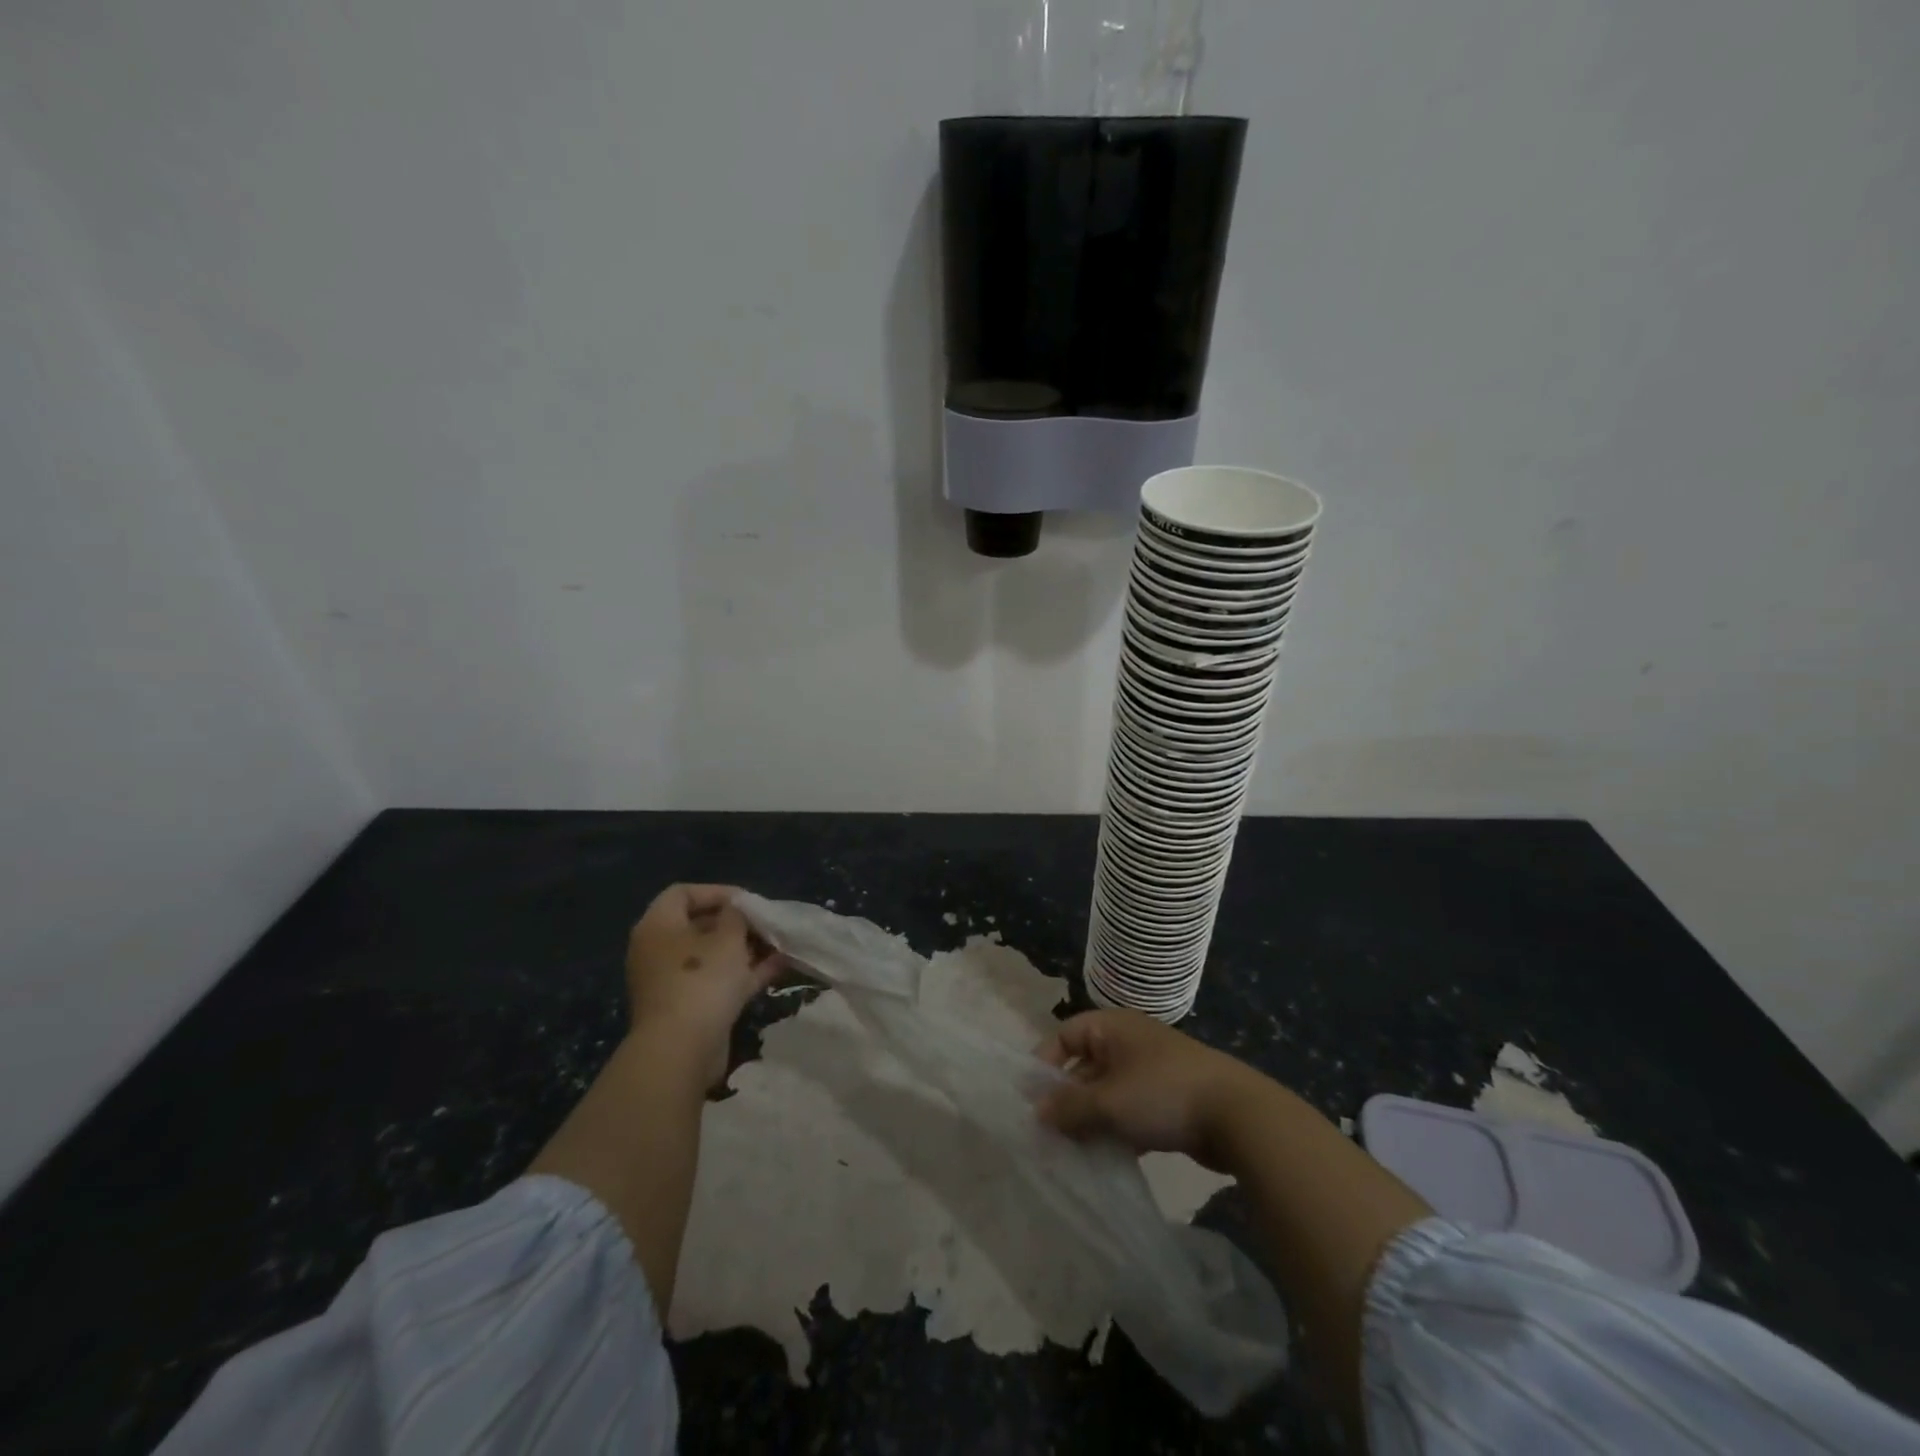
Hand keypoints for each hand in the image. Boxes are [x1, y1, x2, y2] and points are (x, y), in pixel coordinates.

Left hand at [625, 884, 785, 1088]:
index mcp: (658, 926)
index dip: (717, 891)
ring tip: (779, 943)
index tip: (748, 901)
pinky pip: (718, 980)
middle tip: (766, 923)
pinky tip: (778, 967)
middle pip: (699, 925)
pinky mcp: (688, 1008)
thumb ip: (736, 916)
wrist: (681, 1050)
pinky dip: (744, 973)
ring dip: (745, 949)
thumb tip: (736, 911)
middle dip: (737, 923)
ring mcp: (673, 981)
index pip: (682, 893)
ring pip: (712, 955)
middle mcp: (659, 951)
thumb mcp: (727, 937)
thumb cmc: (701, 979)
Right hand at [1035, 1010, 1257, 1170]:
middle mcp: (1129, 1042)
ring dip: (1091, 1119)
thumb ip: (1068, 1107)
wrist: (1237, 1115)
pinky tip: (1106, 1159)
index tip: (1031, 1100)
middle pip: (1084, 1066)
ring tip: (1072, 1152)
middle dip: (1067, 1099)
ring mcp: (1151, 1070)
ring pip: (1107, 1092)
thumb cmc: (1162, 1093)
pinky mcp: (1168, 1099)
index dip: (1045, 1064)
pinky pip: (1130, 1111)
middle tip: (1049, 1135)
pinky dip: (1117, 1130)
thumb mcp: (1108, 1102)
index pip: (1065, 1035)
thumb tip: (1036, 1113)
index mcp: (1112, 1027)